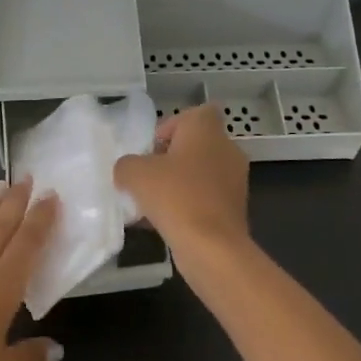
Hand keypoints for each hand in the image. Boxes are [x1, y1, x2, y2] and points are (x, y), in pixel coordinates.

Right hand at [114, 105, 249, 265]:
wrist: (212, 247)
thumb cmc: (175, 196)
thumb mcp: (134, 173)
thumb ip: (126, 164)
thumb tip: (128, 170)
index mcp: (207, 130)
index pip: (195, 113)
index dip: (172, 126)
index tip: (153, 147)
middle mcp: (227, 149)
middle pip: (195, 145)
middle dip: (170, 159)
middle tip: (147, 176)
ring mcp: (234, 181)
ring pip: (200, 174)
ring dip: (177, 184)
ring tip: (150, 204)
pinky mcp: (234, 209)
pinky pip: (205, 199)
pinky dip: (187, 206)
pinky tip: (162, 223)